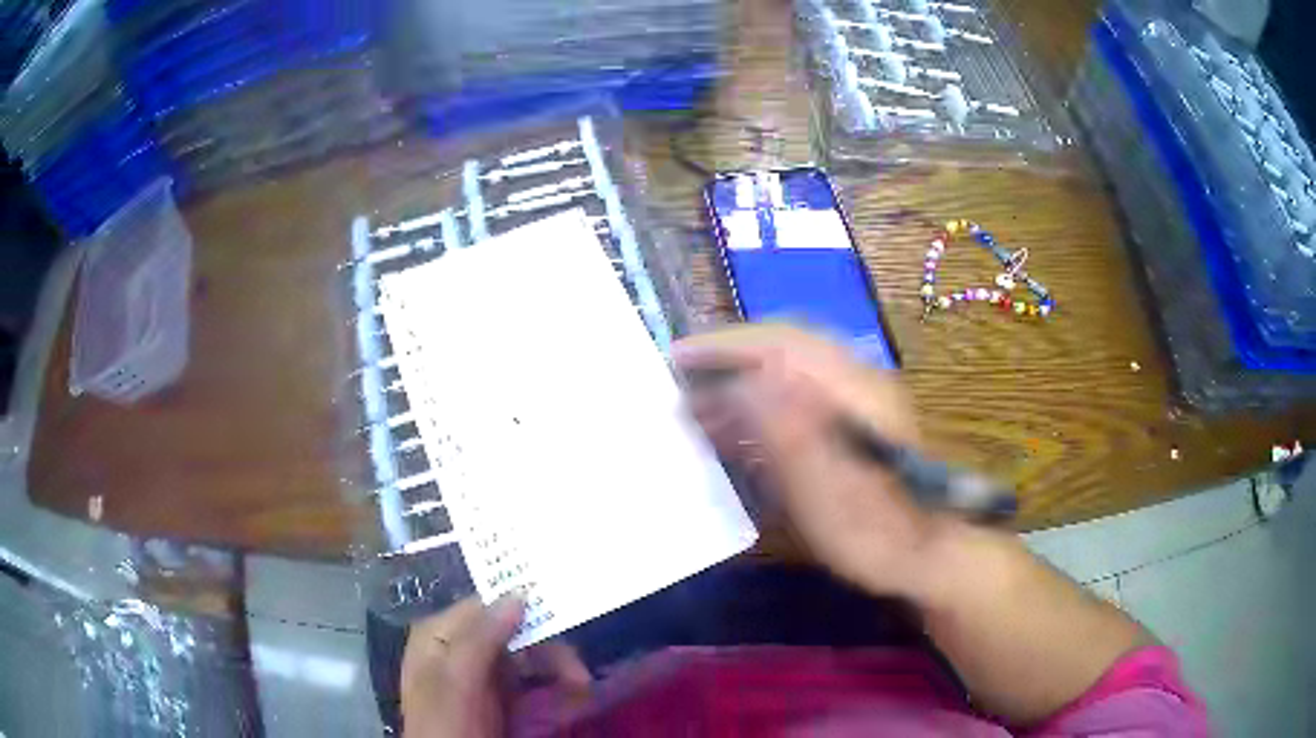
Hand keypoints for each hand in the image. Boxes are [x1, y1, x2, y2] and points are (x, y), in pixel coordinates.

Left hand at [401, 596, 591, 737]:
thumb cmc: (447, 724)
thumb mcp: (457, 681)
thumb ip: (481, 638)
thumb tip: (518, 593)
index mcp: (439, 636)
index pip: (485, 607)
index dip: (524, 610)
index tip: (564, 620)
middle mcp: (458, 651)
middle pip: (512, 635)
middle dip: (549, 652)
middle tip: (580, 676)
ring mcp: (479, 679)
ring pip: (527, 661)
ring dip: (557, 672)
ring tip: (581, 689)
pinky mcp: (498, 703)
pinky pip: (531, 687)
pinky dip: (553, 692)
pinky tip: (571, 699)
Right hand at [673, 324, 939, 596]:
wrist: (923, 553)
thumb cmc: (873, 529)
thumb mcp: (824, 486)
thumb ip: (785, 430)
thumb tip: (742, 381)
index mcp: (850, 389)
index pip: (779, 343)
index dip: (726, 345)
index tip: (678, 358)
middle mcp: (852, 383)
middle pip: (781, 349)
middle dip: (727, 358)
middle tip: (680, 376)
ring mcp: (853, 404)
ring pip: (785, 374)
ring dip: (739, 384)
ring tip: (695, 408)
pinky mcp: (849, 428)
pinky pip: (794, 401)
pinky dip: (756, 409)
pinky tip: (732, 433)